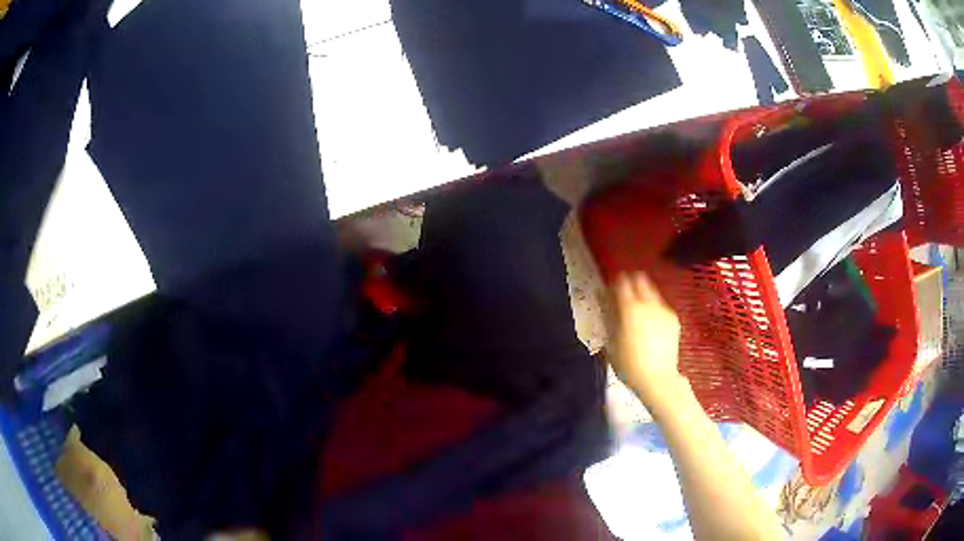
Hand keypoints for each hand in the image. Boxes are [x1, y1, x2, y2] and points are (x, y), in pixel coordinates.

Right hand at [608, 272, 684, 408]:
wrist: (657, 379)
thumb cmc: (628, 365)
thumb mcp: (611, 342)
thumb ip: (608, 316)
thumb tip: (604, 299)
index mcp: (630, 309)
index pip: (621, 282)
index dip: (614, 282)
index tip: (609, 289)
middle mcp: (649, 304)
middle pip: (640, 280)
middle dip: (631, 282)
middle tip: (623, 294)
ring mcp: (664, 310)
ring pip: (652, 291)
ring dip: (643, 295)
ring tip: (637, 312)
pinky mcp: (674, 319)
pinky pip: (660, 306)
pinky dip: (653, 308)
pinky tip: (649, 325)